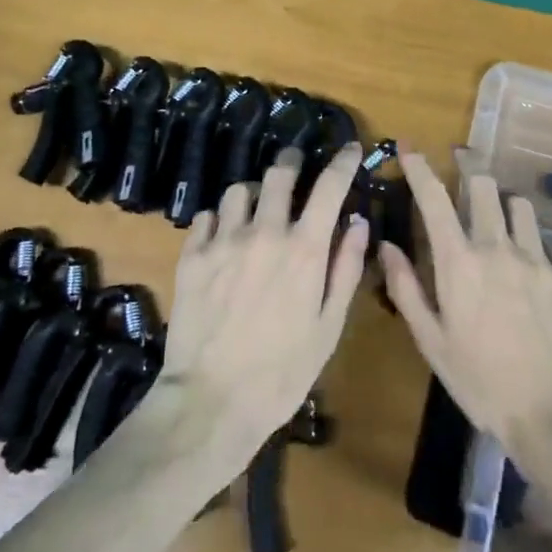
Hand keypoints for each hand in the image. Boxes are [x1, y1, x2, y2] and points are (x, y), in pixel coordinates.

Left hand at [156, 145, 370, 461]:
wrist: (212, 402)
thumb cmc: (282, 372)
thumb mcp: (328, 328)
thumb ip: (346, 269)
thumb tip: (358, 221)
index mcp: (304, 249)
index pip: (329, 186)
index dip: (343, 162)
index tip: (350, 149)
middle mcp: (265, 232)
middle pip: (278, 173)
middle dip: (291, 162)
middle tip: (294, 166)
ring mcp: (224, 240)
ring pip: (238, 190)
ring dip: (252, 194)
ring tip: (254, 209)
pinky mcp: (193, 254)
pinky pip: (206, 216)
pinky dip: (218, 220)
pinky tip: (222, 239)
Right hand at [381, 152, 551, 451]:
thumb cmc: (482, 384)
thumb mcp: (432, 343)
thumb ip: (406, 288)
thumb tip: (387, 245)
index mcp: (459, 263)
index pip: (434, 198)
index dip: (420, 167)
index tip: (409, 147)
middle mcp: (497, 248)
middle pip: (483, 185)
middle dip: (468, 165)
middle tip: (461, 161)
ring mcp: (537, 259)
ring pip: (518, 204)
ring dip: (502, 201)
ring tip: (496, 213)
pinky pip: (543, 242)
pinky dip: (528, 241)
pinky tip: (527, 267)